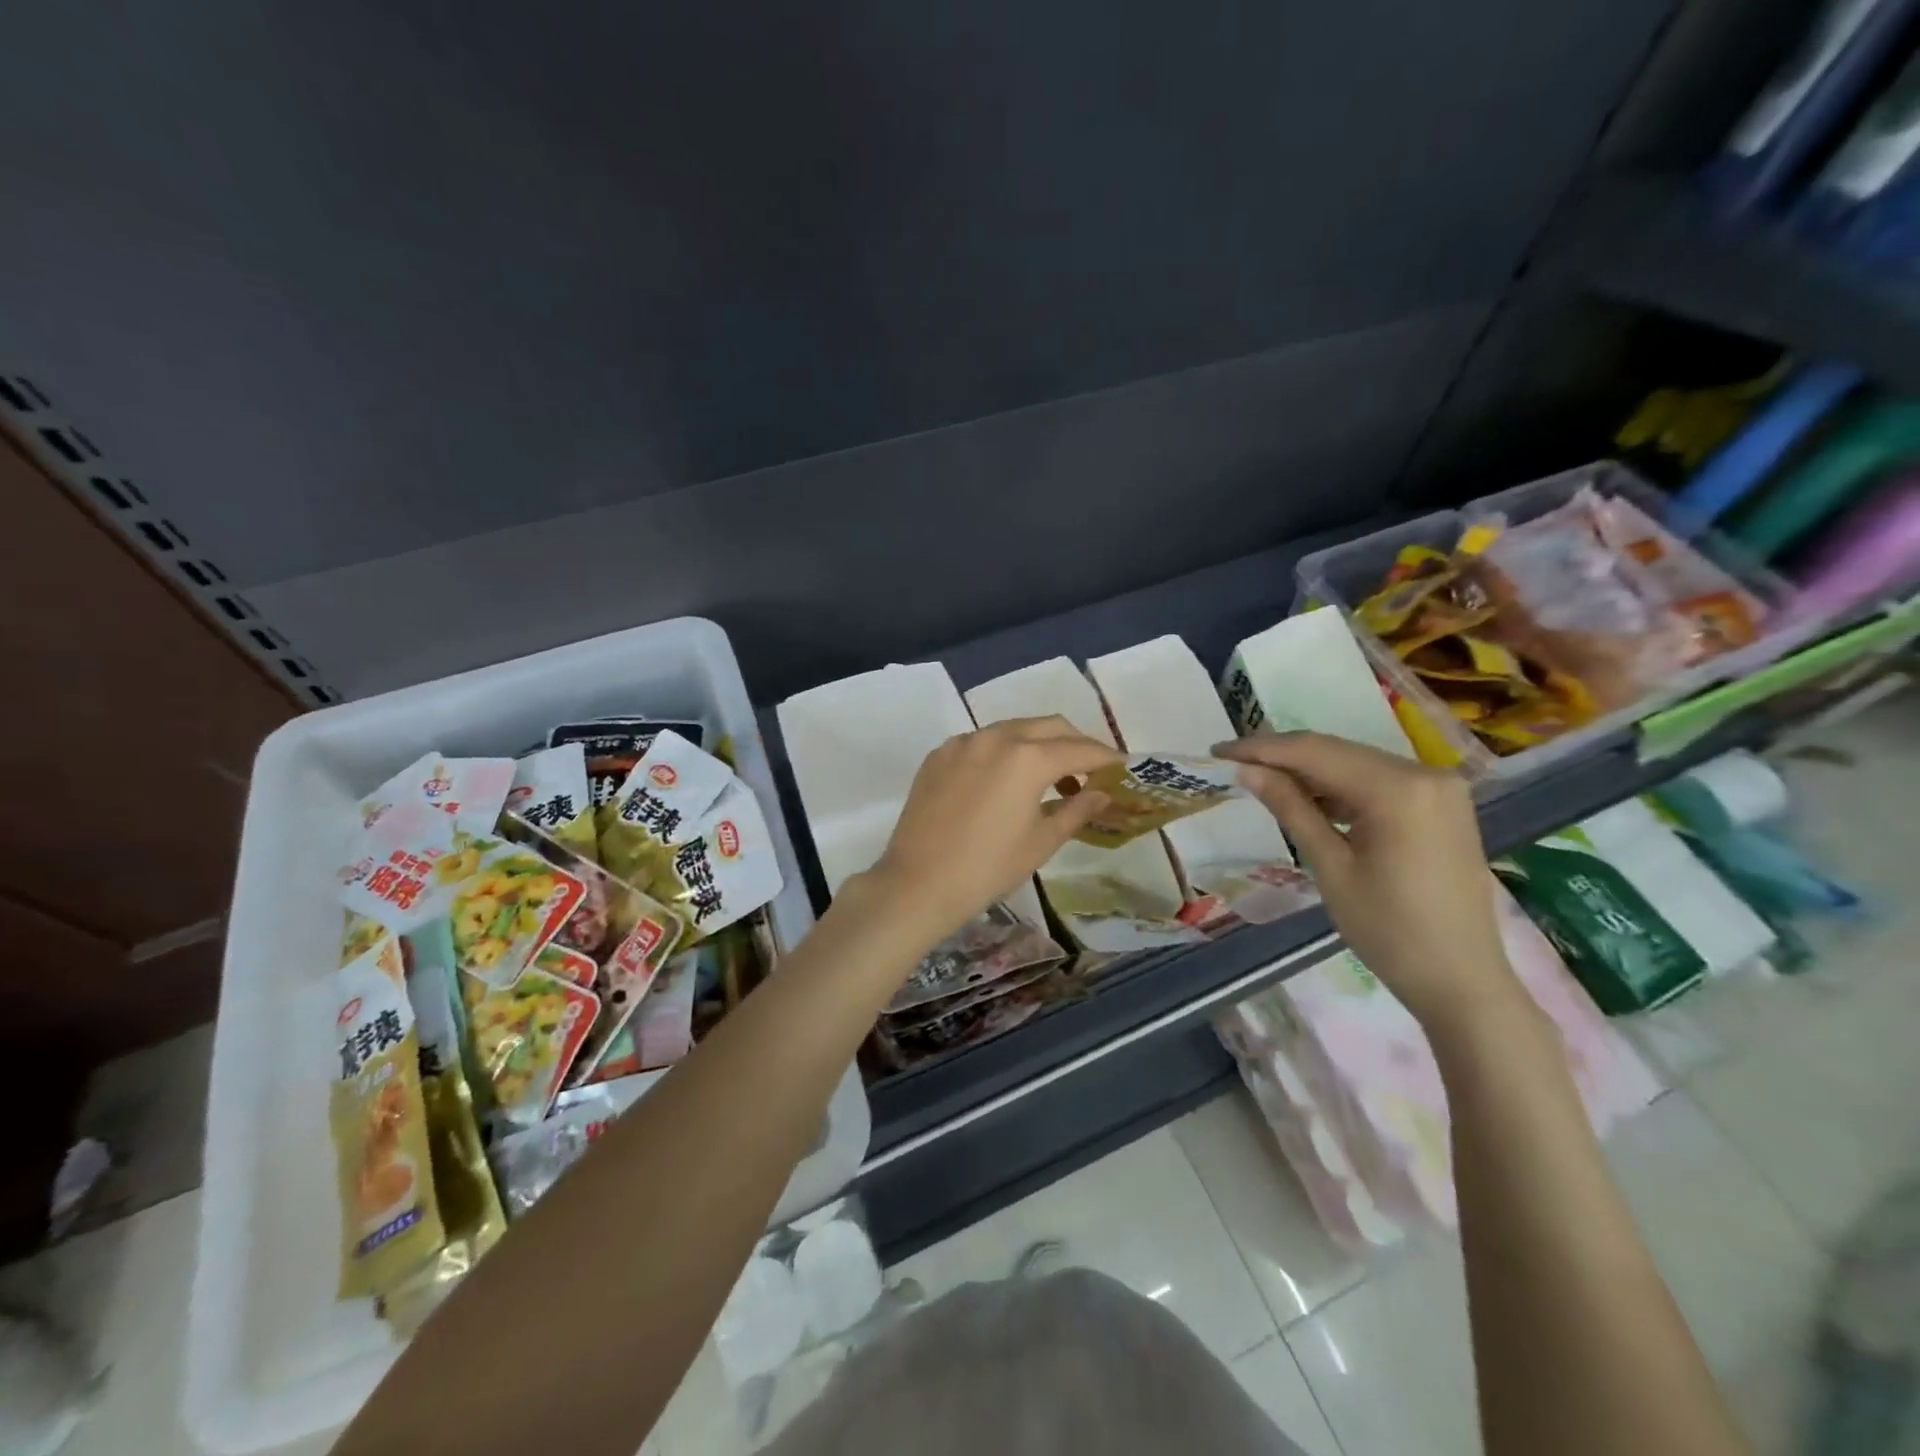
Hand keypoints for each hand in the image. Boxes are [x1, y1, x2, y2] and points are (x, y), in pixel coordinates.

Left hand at [865, 716, 1120, 945]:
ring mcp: (963, 742)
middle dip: (1075, 743)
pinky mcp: (939, 754)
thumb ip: (1076, 809)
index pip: (1081, 749)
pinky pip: (982, 742)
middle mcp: (996, 736)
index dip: (1107, 759)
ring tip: (1049, 779)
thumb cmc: (988, 868)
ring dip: (1038, 745)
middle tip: (1089, 772)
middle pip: (1049, 726)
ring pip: (1013, 729)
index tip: (1122, 769)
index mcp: (1028, 757)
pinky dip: (1003, 753)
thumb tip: (1102, 793)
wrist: (917, 884)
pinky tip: (1004, 783)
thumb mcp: (1041, 842)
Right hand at [1214, 732, 1521, 1031]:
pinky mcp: (1441, 803)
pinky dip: (1340, 786)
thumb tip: (1247, 770)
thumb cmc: (1388, 931)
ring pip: (1356, 763)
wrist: (1461, 980)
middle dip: (1282, 755)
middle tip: (1232, 762)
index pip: (1315, 752)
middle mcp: (1425, 773)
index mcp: (1399, 789)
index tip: (1218, 750)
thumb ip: (1290, 809)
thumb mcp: (1330, 867)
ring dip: (1309, 770)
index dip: (1262, 748)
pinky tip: (1308, 797)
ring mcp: (1439, 786)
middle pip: (1338, 751)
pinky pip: (1379, 781)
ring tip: (1261, 779)